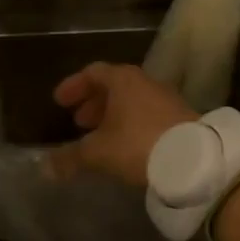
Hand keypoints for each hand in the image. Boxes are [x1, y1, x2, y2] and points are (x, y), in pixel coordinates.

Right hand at [47, 62, 195, 186]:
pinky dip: (132, 124)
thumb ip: (69, 158)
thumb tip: (44, 168)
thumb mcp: (97, 153)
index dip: (74, 86)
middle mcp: (145, 83)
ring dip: (113, 116)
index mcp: (122, 80)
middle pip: (114, 86)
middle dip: (93, 103)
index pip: (93, 73)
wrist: (195, 161)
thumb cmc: (138, 145)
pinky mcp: (182, 118)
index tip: (59, 102)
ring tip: (101, 137)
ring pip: (132, 101)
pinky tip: (127, 147)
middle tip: (79, 122)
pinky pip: (148, 114)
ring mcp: (166, 99)